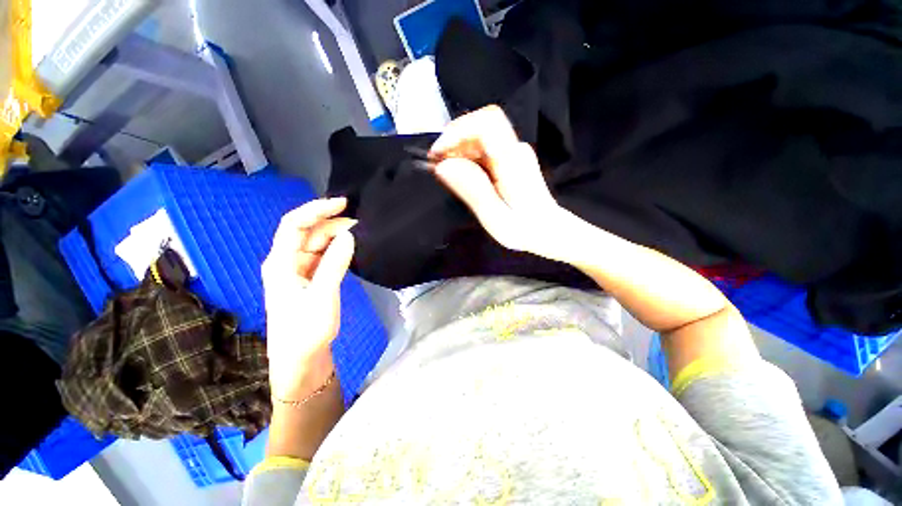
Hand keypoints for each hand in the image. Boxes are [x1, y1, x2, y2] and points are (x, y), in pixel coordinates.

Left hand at [262, 198, 355, 401]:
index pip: (294, 224)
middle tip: (360, 223)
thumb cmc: (306, 330)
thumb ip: (335, 263)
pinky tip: (350, 249)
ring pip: (316, 244)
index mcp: (280, 263)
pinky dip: (336, 249)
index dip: (316, 210)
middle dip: (332, 224)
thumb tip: (349, 235)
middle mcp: (286, 262)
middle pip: (307, 232)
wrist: (300, 360)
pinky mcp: (308, 279)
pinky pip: (322, 256)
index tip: (343, 204)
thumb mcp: (323, 295)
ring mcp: (297, 270)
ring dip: (336, 236)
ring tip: (359, 234)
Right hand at [430, 106, 569, 258]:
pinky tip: (463, 175)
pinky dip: (467, 157)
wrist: (548, 229)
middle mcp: (515, 149)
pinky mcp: (510, 157)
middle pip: (479, 126)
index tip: (438, 154)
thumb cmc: (524, 230)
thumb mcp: (495, 219)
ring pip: (478, 136)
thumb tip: (443, 166)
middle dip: (453, 143)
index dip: (458, 131)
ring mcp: (514, 151)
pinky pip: (482, 147)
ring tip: (449, 175)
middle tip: (438, 167)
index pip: (487, 123)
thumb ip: (473, 191)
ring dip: (458, 150)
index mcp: (512, 163)